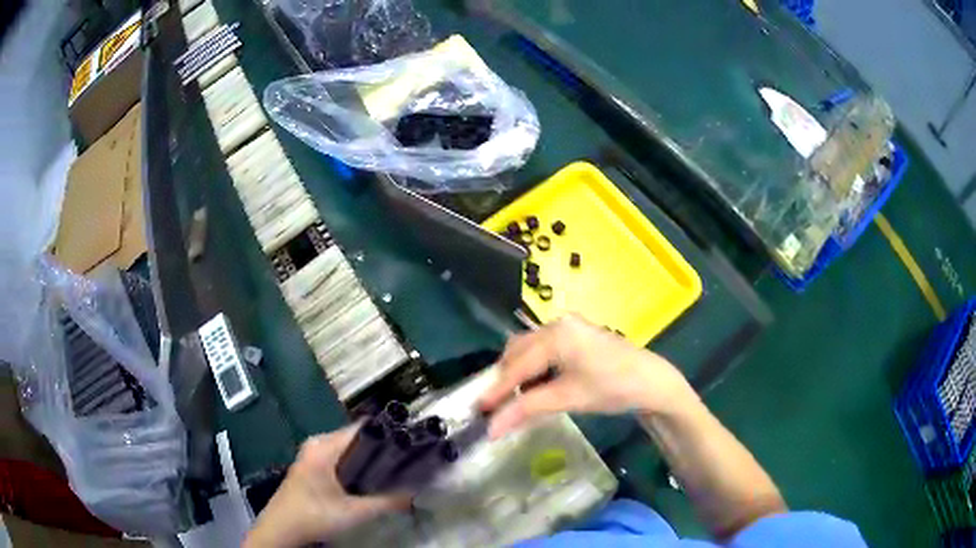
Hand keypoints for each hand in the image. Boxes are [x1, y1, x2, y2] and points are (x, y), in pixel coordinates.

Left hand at [244, 426, 409, 547]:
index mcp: (323, 446)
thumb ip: (385, 503)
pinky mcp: (311, 465)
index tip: (411, 443)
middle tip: (406, 461)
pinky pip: (339, 456)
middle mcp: (317, 443)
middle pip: (356, 437)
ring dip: (368, 458)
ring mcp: (312, 453)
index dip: (388, 433)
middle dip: (381, 448)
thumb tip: (414, 494)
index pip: (362, 428)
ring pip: (348, 448)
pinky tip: (369, 479)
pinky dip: (356, 464)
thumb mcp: (353, 513)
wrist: (281, 529)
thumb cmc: (314, 516)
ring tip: (393, 470)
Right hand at [479, 314, 695, 437]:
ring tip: (513, 399)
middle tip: (494, 405)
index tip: (478, 411)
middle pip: (518, 351)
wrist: (652, 382)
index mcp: (555, 334)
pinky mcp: (577, 335)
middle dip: (505, 378)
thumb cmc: (612, 388)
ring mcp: (569, 327)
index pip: (516, 365)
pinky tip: (535, 387)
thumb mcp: (567, 398)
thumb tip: (491, 429)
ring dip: (518, 372)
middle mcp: (558, 323)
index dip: (496, 390)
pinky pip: (544, 349)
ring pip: (530, 348)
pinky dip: (535, 368)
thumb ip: (526, 409)